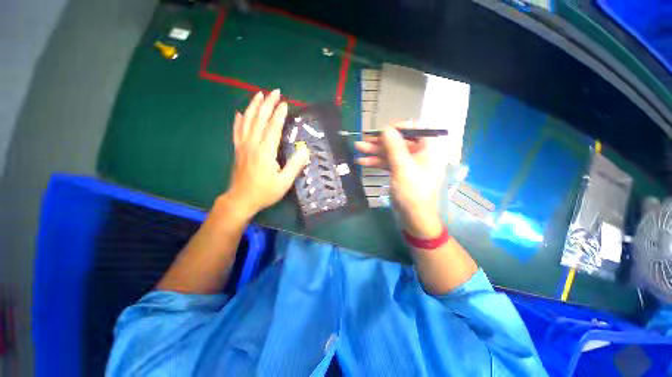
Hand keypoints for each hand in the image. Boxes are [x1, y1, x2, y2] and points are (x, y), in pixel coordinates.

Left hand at [223, 89, 308, 218]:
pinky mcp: (237, 150)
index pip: (273, 127)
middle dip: (267, 104)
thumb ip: (295, 165)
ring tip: (259, 94)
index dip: (279, 114)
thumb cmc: (265, 192)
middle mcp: (252, 144)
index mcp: (265, 151)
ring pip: (247, 121)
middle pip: (259, 119)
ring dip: (253, 106)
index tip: (285, 103)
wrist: (241, 200)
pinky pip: (236, 131)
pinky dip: (238, 120)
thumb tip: (305, 150)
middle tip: (274, 92)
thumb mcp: (284, 182)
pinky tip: (240, 113)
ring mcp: (242, 146)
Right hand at [355, 124, 446, 237]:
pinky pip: (388, 163)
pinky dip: (376, 162)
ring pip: (390, 153)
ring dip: (374, 151)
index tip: (382, 130)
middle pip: (398, 142)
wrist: (414, 217)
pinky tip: (362, 161)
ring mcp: (408, 164)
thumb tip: (386, 128)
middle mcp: (419, 153)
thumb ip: (394, 146)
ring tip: (357, 148)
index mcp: (427, 148)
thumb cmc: (412, 191)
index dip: (397, 128)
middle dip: (379, 142)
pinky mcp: (400, 172)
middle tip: (363, 140)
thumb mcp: (402, 167)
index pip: (414, 129)